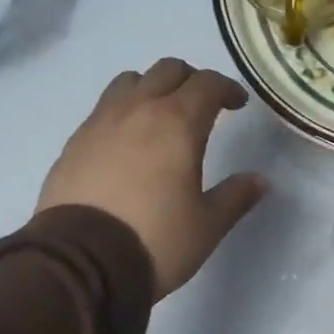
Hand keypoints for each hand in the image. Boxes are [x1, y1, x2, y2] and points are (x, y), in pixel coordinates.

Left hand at [36, 58, 267, 300]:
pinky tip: (128, 144)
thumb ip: (236, 196)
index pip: (207, 84)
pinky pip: (103, 109)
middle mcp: (138, 110)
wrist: (81, 262)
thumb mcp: (208, 224)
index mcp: (177, 123)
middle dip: (191, 81)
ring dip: (152, 88)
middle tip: (204, 106)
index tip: (238, 104)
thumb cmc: (156, 240)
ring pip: (129, 82)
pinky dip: (123, 112)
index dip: (227, 88)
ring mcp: (99, 123)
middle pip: (167, 71)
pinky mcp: (74, 143)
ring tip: (161, 117)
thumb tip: (260, 180)